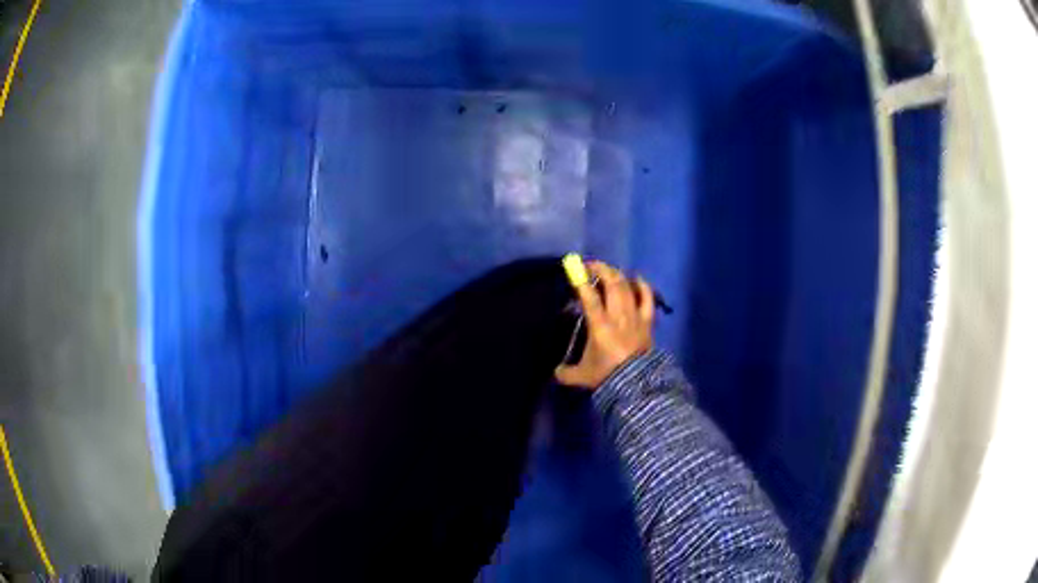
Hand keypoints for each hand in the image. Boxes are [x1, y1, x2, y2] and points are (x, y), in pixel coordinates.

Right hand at [556, 261, 654, 388]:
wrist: (637, 385)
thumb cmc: (607, 376)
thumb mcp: (581, 376)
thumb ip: (566, 372)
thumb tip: (557, 370)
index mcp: (600, 325)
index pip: (590, 297)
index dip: (581, 281)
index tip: (574, 270)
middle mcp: (618, 315)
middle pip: (612, 284)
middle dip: (601, 270)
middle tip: (590, 266)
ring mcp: (635, 316)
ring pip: (628, 287)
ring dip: (617, 275)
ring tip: (608, 271)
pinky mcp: (647, 321)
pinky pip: (648, 298)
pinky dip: (643, 286)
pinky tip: (637, 278)